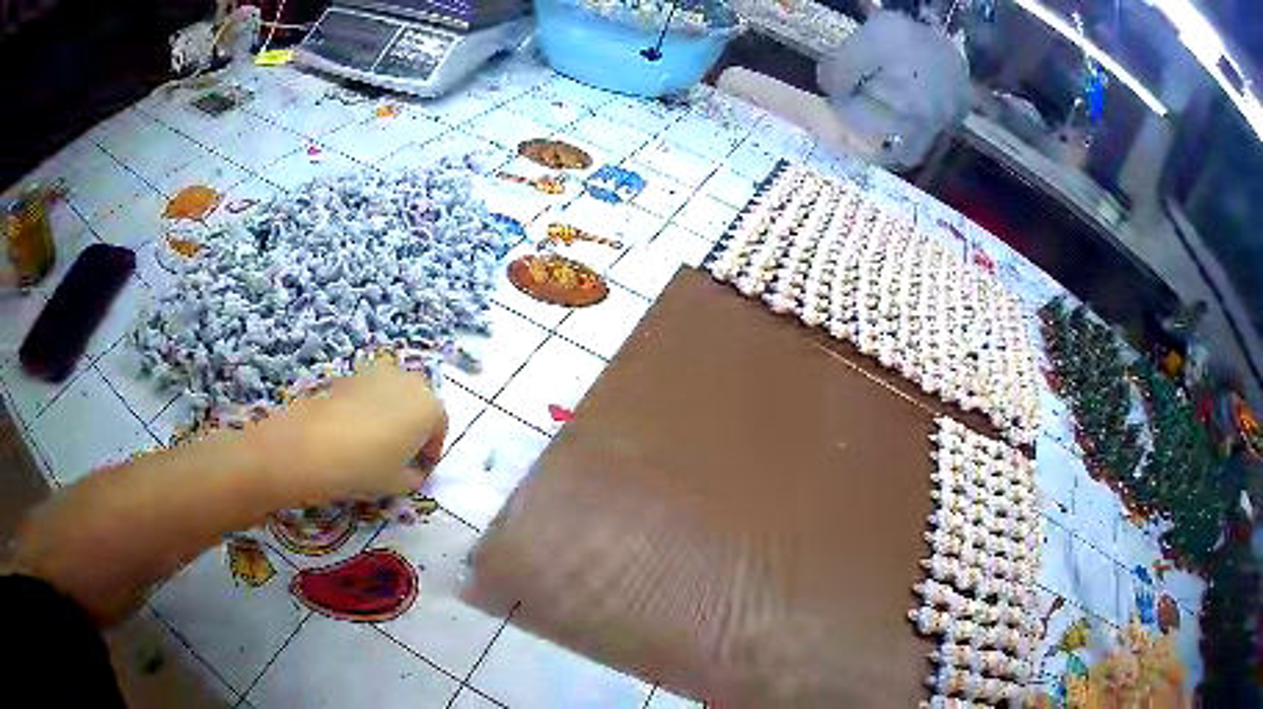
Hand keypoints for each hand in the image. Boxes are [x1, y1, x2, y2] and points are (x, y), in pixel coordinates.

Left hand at [245, 359, 448, 501]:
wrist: (313, 445)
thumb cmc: (366, 467)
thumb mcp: (400, 484)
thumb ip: (415, 476)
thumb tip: (412, 471)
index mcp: (430, 408)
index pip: (440, 429)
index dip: (430, 454)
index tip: (418, 473)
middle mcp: (410, 382)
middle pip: (419, 405)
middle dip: (414, 428)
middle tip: (399, 456)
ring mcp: (379, 373)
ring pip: (394, 396)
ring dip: (391, 416)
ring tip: (374, 444)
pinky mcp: (352, 374)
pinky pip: (371, 393)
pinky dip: (369, 409)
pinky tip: (353, 433)